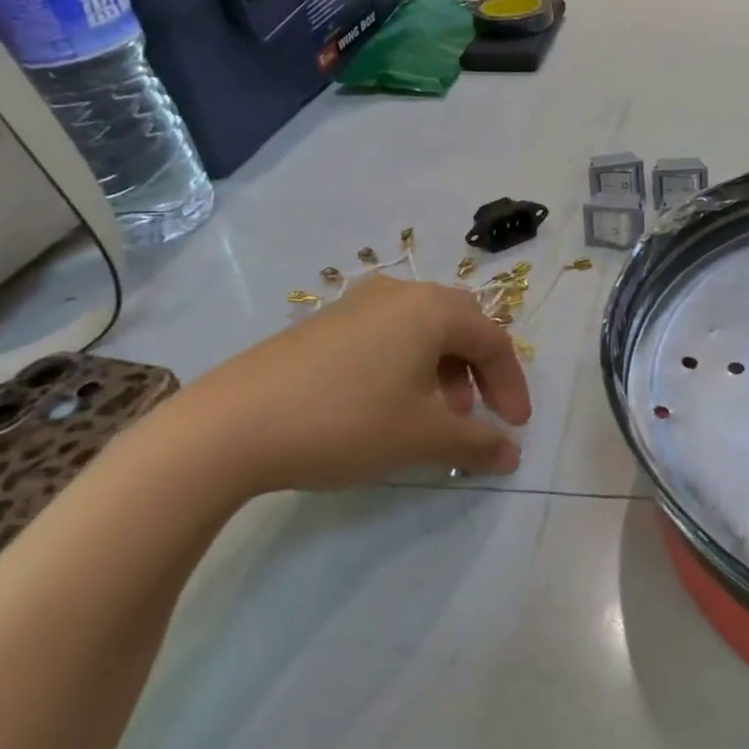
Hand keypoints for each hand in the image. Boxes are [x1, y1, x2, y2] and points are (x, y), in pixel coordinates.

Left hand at [162, 274, 531, 494]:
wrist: (232, 425)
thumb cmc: (347, 421)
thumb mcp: (422, 437)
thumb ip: (477, 443)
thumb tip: (512, 455)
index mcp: (432, 309)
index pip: (492, 340)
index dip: (511, 385)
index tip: (515, 427)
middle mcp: (399, 294)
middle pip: (460, 325)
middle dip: (478, 372)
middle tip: (479, 414)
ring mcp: (356, 304)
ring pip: (421, 330)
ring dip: (442, 370)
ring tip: (434, 415)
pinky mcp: (324, 323)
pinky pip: (386, 335)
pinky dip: (405, 366)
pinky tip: (387, 405)